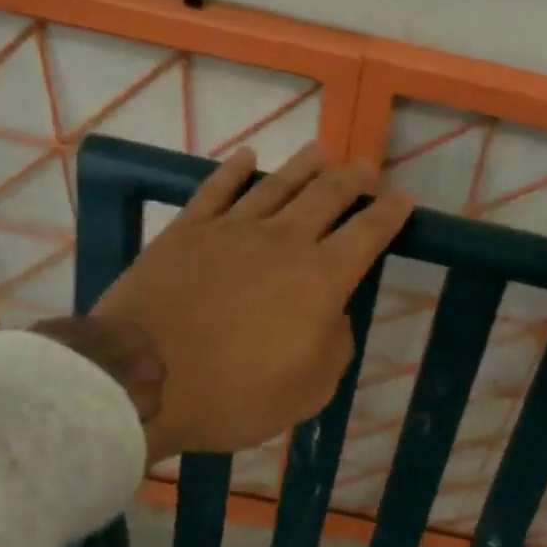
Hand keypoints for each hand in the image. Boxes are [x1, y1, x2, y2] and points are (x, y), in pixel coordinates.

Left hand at [46, 144, 410, 462]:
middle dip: (352, 180)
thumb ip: (335, 346)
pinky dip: (235, 171)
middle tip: (366, 167)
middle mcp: (283, 242)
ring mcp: (231, 231)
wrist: (143, 378)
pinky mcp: (186, 232)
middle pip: (326, 197)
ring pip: (276, 186)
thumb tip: (334, 316)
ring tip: (321, 152)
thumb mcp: (310, 390)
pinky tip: (247, 158)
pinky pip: (216, 190)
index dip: (389, 215)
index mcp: (321, 280)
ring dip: (303, 167)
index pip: (367, 235)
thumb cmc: (235, 394)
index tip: (404, 198)